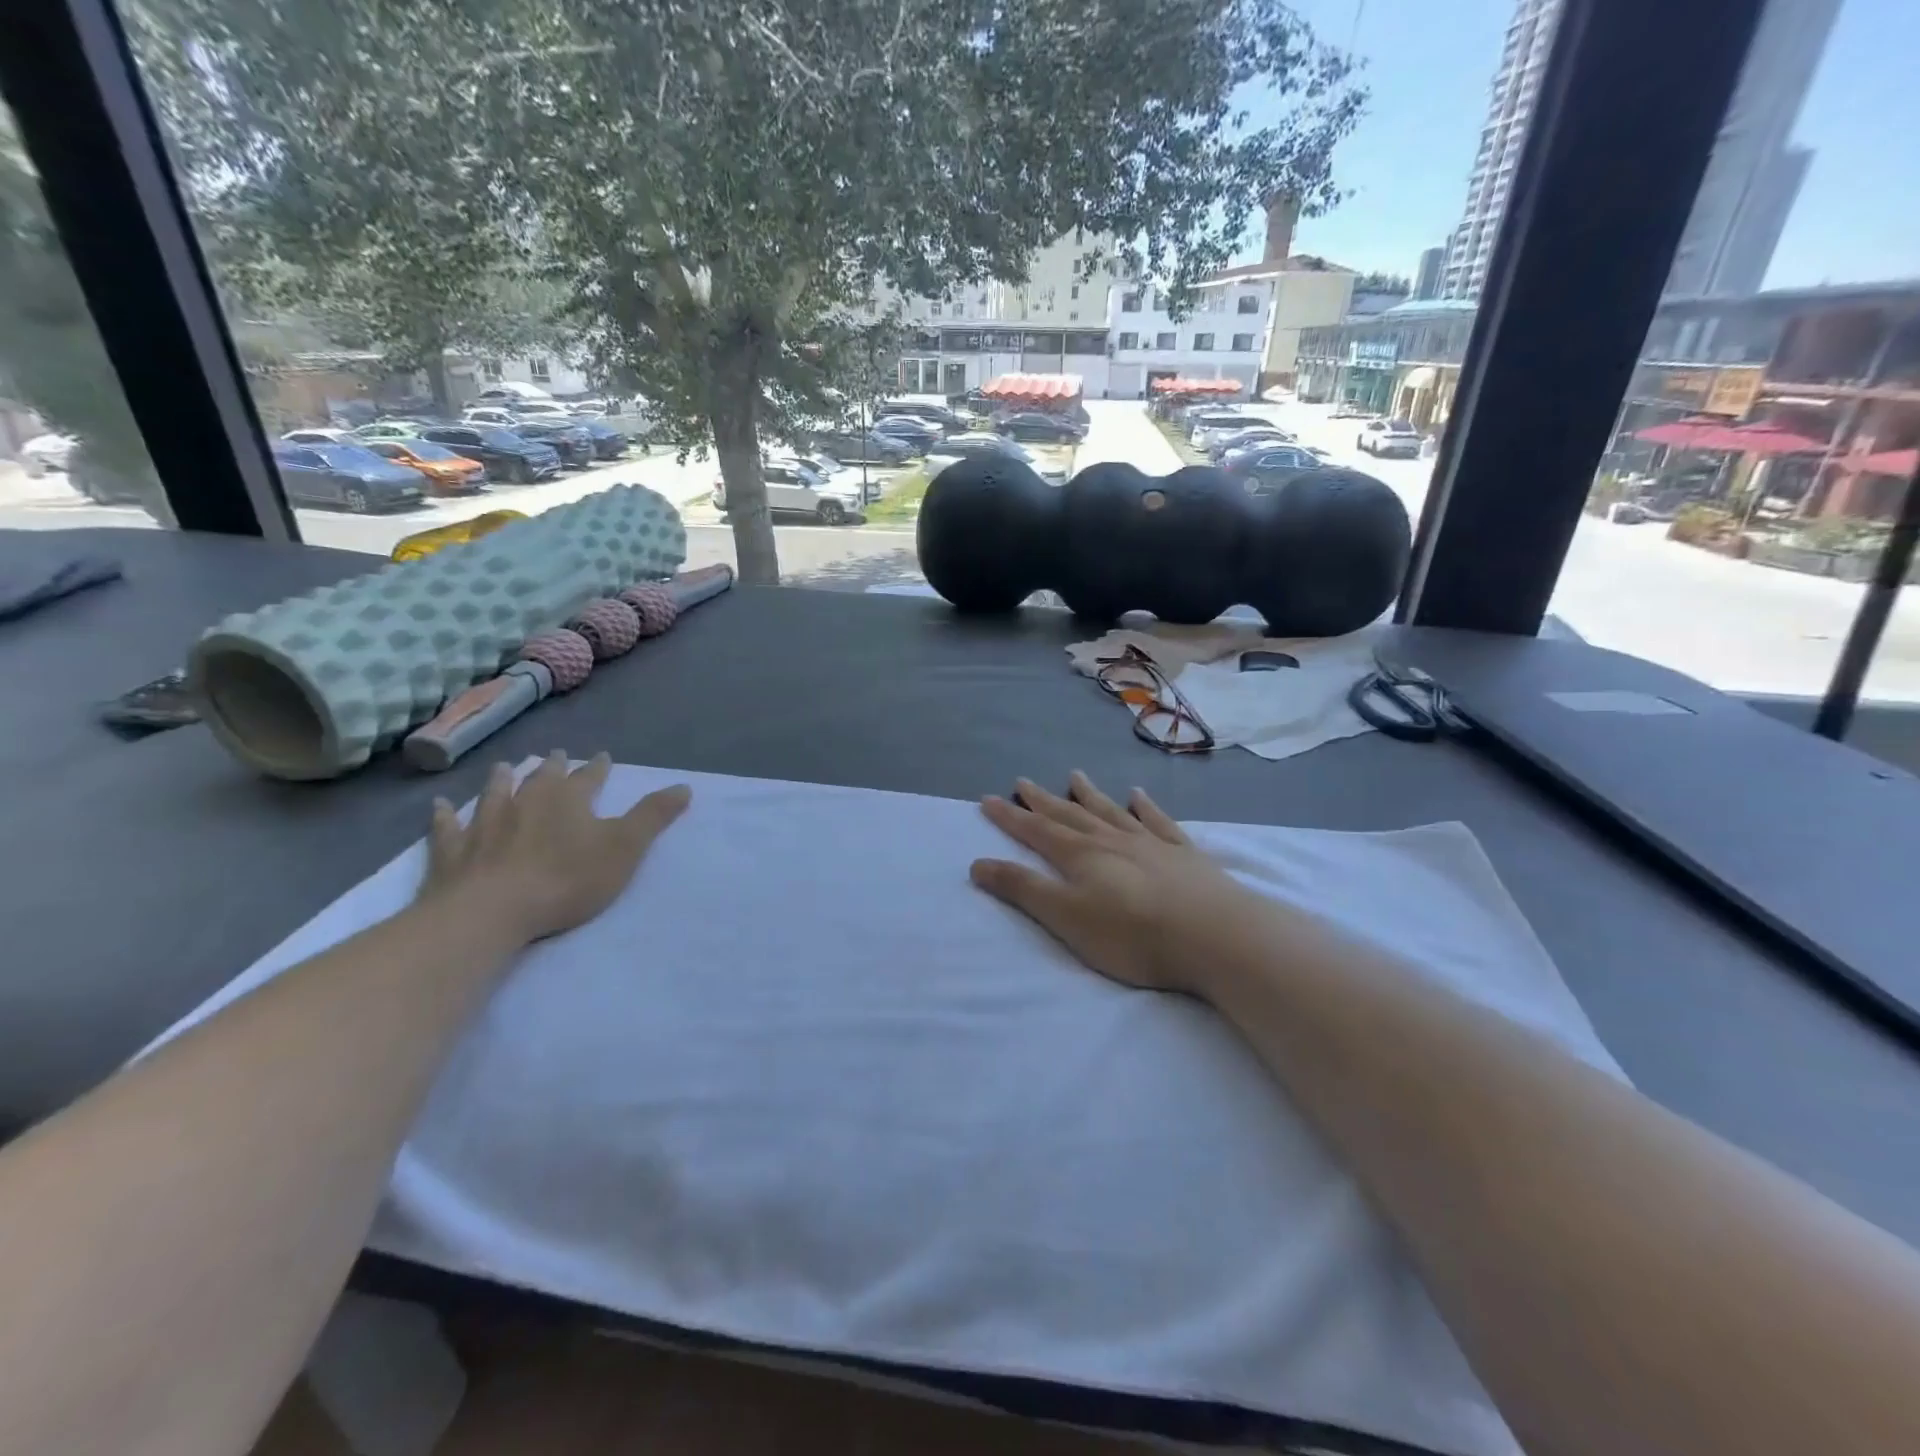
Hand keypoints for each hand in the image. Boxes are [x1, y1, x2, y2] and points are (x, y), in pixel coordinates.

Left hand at [422, 751, 690, 945]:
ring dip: (501, 781)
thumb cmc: (567, 879)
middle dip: (552, 767)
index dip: (598, 768)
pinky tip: (441, 807)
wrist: (492, 912)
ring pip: (494, 794)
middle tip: (555, 756)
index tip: (603, 757)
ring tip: (504, 767)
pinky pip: (448, 828)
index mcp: (568, 801)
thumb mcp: (625, 847)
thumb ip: (653, 816)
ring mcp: (484, 825)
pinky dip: (445, 816)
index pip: (588, 777)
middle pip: (541, 779)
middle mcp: (525, 803)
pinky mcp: (453, 853)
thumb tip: (684, 786)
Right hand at [970, 771, 1260, 994]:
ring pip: (1112, 812)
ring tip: (1075, 775)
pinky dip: (1146, 807)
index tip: (988, 800)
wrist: (1214, 934)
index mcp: (1081, 856)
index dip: (1010, 817)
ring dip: (1090, 795)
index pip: (1036, 831)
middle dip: (1043, 801)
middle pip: (1070, 815)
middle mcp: (1112, 840)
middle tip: (1023, 782)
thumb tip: (978, 863)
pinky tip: (1140, 795)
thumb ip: (1023, 890)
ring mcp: (1150, 843)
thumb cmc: (1132, 934)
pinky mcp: (1184, 855)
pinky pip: (1158, 822)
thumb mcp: (1065, 917)